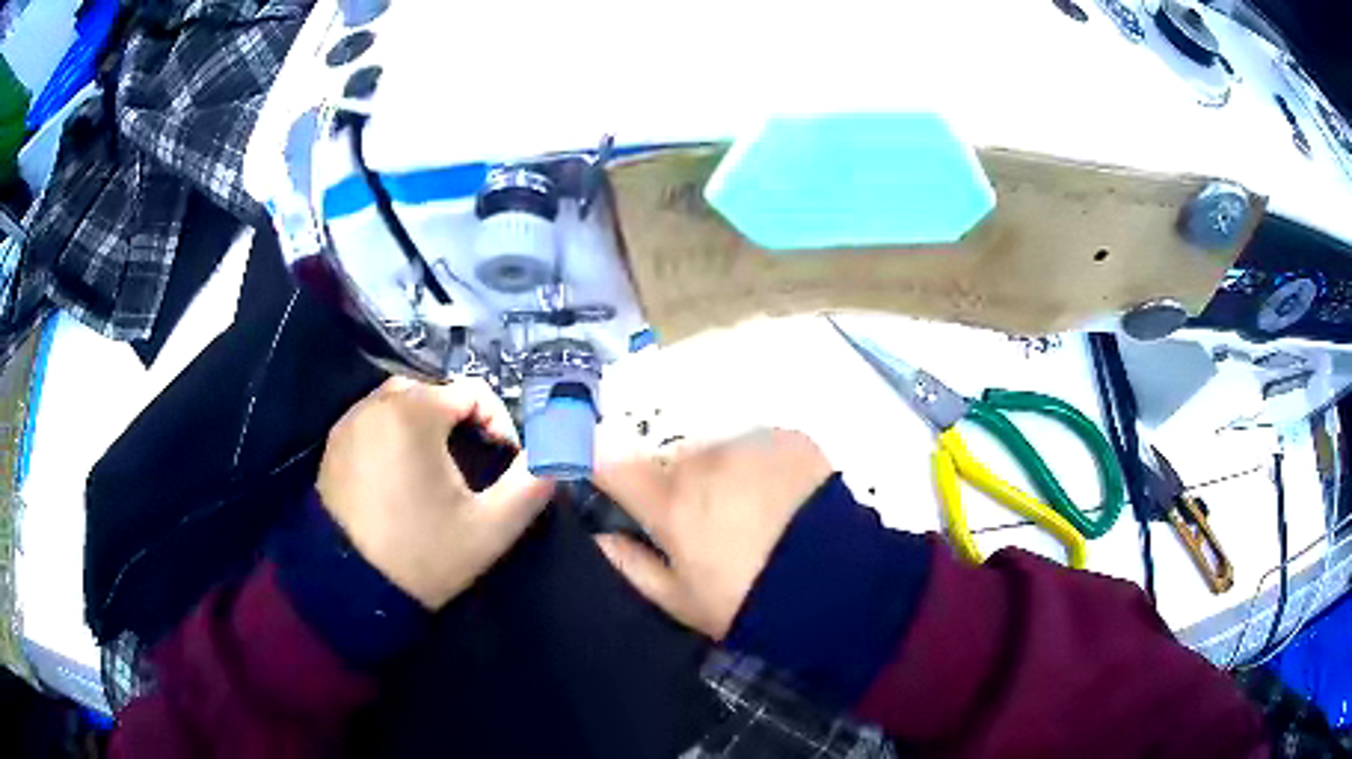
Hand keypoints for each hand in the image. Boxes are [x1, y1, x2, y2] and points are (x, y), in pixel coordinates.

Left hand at [317, 377, 554, 608]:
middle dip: (461, 422)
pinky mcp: (333, 445)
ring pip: (401, 404)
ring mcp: (348, 423)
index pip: (472, 391)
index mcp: (414, 412)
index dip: (499, 424)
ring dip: (427, 426)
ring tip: (438, 471)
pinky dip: (394, 436)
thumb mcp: (491, 528)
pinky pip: (374, 422)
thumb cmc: (422, 555)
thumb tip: (556, 453)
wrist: (350, 592)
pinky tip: (401, 477)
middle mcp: (376, 403)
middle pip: (435, 391)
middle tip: (472, 466)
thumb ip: (531, 484)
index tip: (504, 464)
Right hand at [592, 429, 831, 638]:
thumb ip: (632, 565)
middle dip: (679, 484)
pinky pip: (758, 446)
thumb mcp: (681, 601)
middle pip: (672, 461)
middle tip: (708, 524)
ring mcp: (748, 444)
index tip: (602, 475)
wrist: (836, 584)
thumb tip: (599, 536)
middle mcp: (702, 461)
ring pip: (717, 451)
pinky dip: (762, 466)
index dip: (598, 464)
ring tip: (754, 512)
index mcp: (670, 503)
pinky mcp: (788, 438)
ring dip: (722, 473)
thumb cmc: (748, 601)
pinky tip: (784, 499)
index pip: (610, 464)